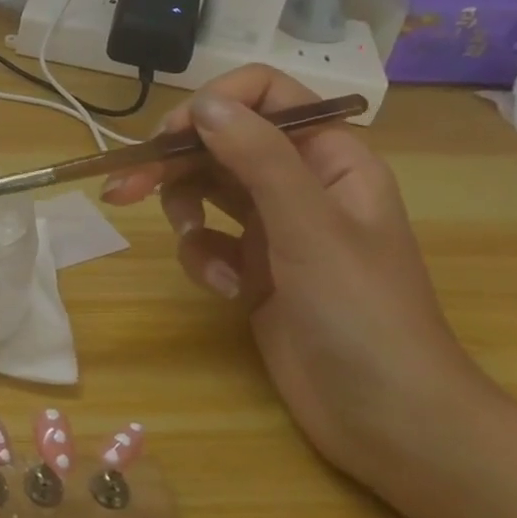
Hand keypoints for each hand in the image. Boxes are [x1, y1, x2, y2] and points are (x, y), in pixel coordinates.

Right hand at [101, 65, 491, 484]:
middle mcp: (299, 182)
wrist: (390, 422)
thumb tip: (203, 103)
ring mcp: (274, 226)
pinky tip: (223, 289)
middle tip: (125, 186)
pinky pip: (206, 239)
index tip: (172, 136)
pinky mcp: (251, 266)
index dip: (215, 104)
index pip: (266, 95)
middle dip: (174, 161)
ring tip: (193, 244)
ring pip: (204, 188)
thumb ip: (258, 157)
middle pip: (220, 142)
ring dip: (184, 212)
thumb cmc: (363, 314)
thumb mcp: (310, 227)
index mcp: (329, 157)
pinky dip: (202, 258)